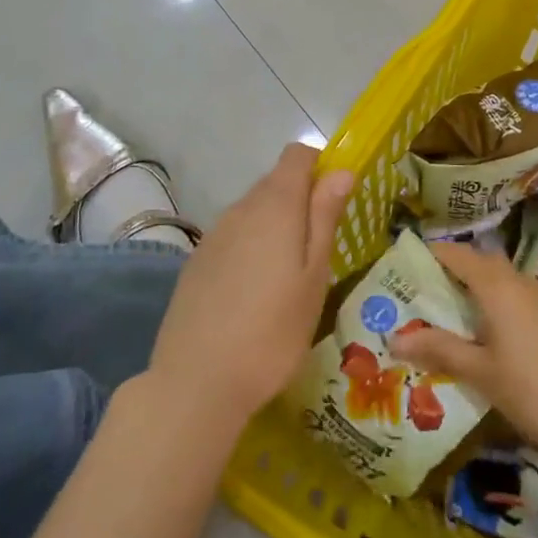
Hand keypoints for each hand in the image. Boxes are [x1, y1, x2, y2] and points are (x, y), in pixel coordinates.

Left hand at [146, 144, 353, 436]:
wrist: (197, 382)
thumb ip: (325, 217)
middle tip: (321, 249)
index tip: (337, 201)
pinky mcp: (196, 261)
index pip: (297, 155)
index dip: (321, 167)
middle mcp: (240, 209)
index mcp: (275, 205)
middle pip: (276, 182)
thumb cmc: (273, 330)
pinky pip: (233, 237)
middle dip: (302, 201)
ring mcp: (214, 235)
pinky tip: (256, 292)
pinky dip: (252, 248)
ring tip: (290, 276)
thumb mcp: (314, 275)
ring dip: (276, 226)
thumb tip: (340, 170)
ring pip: (254, 211)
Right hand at [392, 240, 537, 464]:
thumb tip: (396, 339)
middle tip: (423, 298)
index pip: (459, 255)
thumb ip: (440, 351)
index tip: (406, 266)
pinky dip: (501, 311)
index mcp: (500, 288)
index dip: (432, 255)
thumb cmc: (536, 392)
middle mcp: (525, 283)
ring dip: (478, 295)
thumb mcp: (482, 374)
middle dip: (453, 275)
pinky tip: (494, 342)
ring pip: (505, 285)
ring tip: (453, 323)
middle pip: (483, 266)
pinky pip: (523, 303)